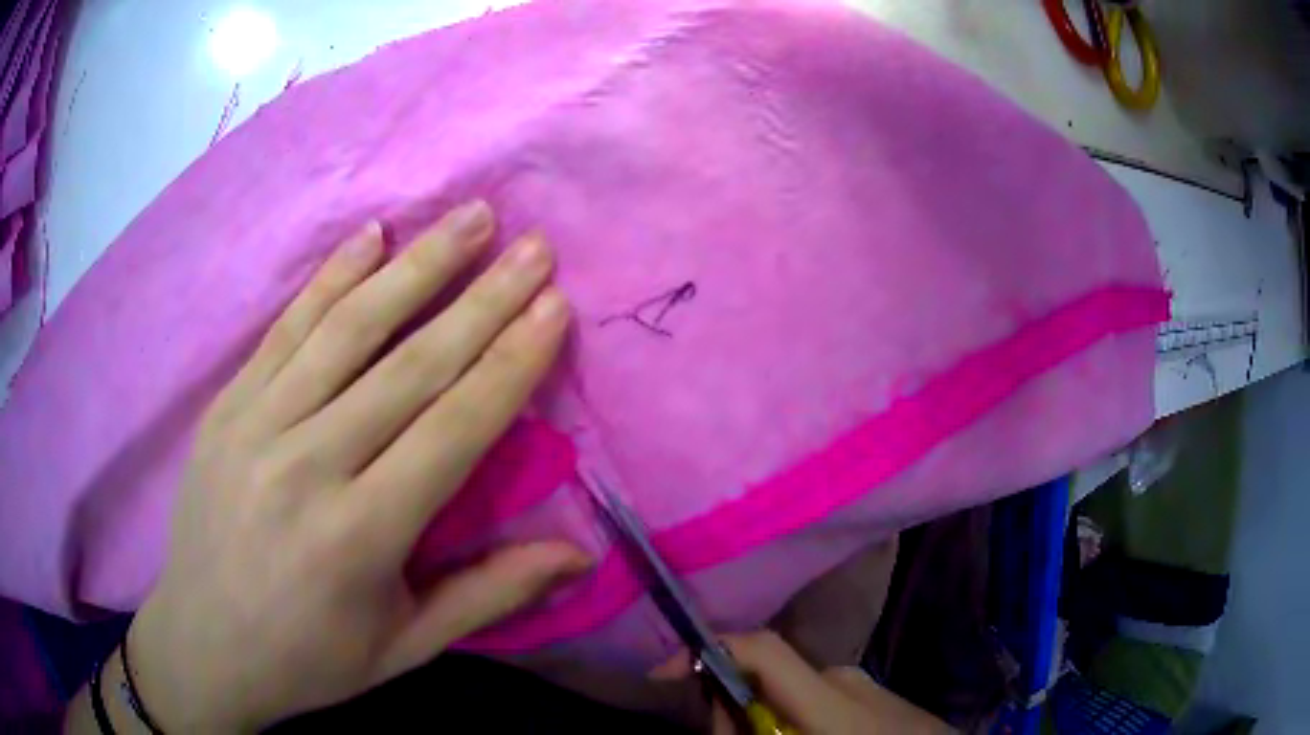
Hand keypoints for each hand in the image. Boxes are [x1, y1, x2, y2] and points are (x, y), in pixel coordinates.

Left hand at [117, 202, 589, 730]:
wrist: (203, 646)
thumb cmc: (309, 659)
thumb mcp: (405, 647)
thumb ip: (489, 596)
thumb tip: (579, 557)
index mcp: (359, 535)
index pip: (453, 429)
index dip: (510, 363)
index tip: (554, 307)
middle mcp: (307, 466)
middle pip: (409, 365)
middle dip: (483, 298)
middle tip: (534, 246)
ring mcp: (256, 425)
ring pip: (348, 329)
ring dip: (416, 266)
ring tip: (470, 217)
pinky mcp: (226, 407)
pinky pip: (285, 329)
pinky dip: (331, 278)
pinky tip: (372, 234)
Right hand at [655, 631, 952, 734]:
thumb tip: (713, 712)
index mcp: (830, 695)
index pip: (763, 648)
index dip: (706, 650)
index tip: (661, 674)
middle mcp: (844, 677)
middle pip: (766, 676)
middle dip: (730, 704)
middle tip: (722, 733)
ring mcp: (863, 684)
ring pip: (791, 693)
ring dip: (764, 718)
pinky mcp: (874, 695)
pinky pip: (817, 701)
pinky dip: (794, 719)